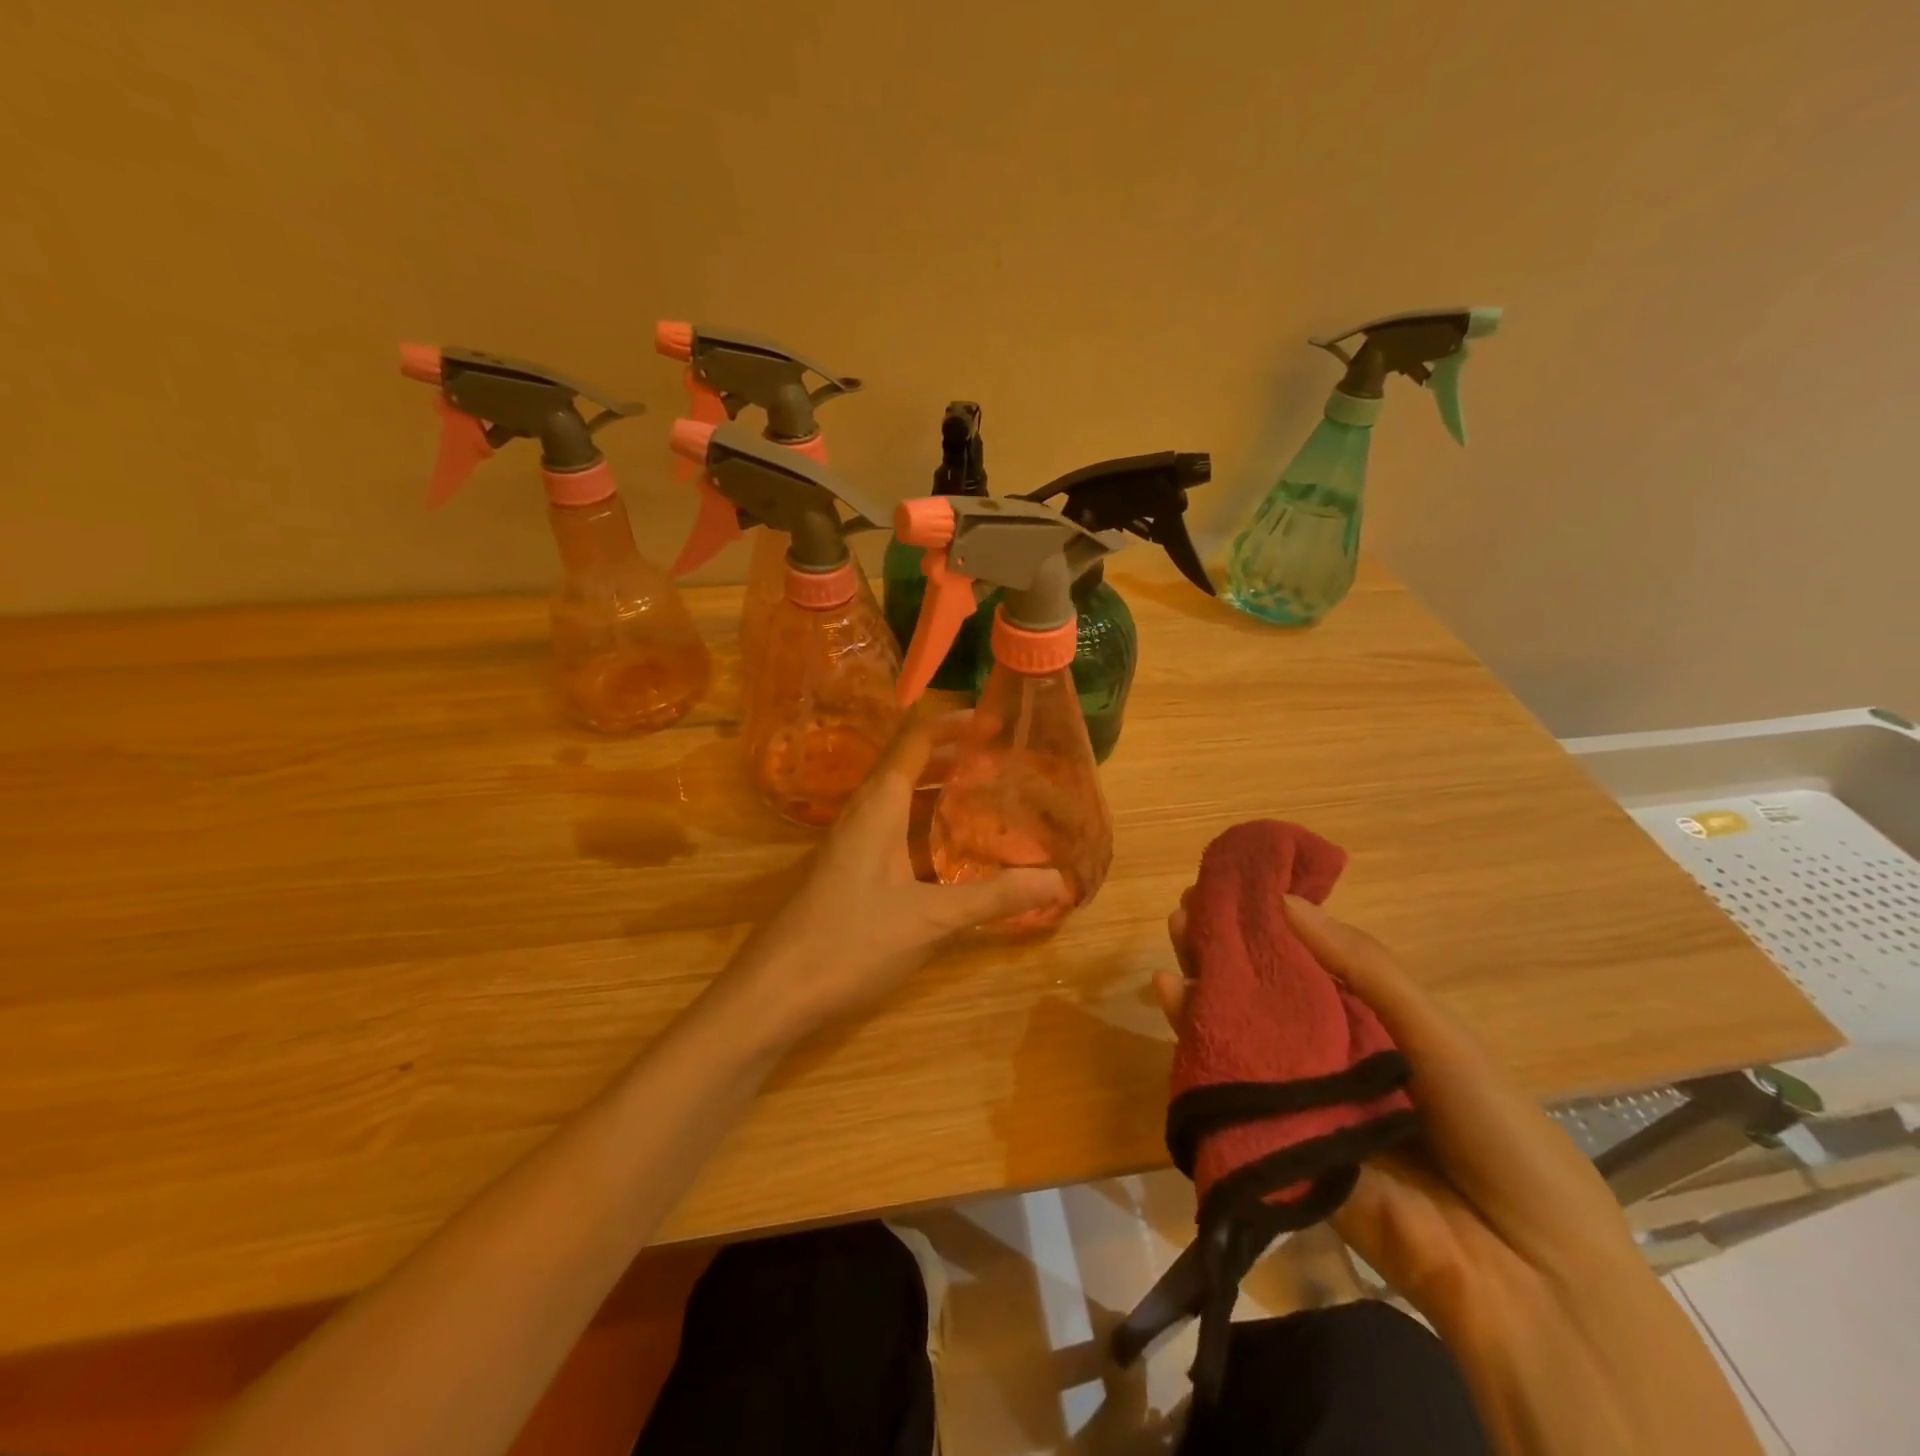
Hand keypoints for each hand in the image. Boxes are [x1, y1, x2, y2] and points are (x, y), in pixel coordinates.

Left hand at [731, 713, 1069, 1040]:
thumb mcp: (930, 919)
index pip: (916, 740)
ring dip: (942, 794)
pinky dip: (928, 829)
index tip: (998, 720)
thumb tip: (1061, 881)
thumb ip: (994, 897)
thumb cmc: (850, 941)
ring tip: (991, 797)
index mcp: (879, 805)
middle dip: (957, 758)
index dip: (956, 724)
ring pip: (903, 802)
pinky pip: (895, 833)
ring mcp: (853, 844)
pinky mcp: (851, 873)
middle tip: (1008, 762)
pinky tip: (954, 853)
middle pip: (911, 766)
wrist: (774, 992)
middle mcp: (864, 813)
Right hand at [1156, 894, 1763, 1455]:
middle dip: (1227, 950)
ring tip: (1175, 935)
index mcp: (1374, 1024)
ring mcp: (1299, 1097)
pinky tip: (1169, 998)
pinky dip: (1195, 1042)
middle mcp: (1330, 1054)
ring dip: (1205, 983)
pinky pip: (1229, 1086)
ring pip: (1241, 1032)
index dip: (1270, 925)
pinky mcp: (1272, 1140)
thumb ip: (1364, 967)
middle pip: (1266, 993)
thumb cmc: (1493, 1129)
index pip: (1309, 962)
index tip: (1231, 887)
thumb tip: (1285, 902)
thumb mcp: (1436, 1032)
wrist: (1520, 1271)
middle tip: (1186, 908)